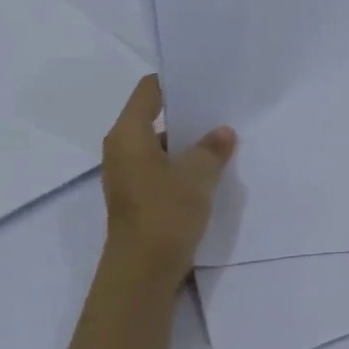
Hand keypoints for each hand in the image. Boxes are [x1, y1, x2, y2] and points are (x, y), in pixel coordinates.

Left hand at [100, 76, 236, 272]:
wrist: (142, 271)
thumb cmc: (164, 214)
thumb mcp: (197, 176)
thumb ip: (212, 149)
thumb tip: (223, 132)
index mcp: (128, 135)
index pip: (149, 91)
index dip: (175, 81)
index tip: (206, 77)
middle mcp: (122, 150)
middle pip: (155, 117)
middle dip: (189, 113)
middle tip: (224, 107)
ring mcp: (129, 174)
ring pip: (162, 145)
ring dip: (189, 142)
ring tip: (225, 138)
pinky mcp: (139, 196)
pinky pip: (163, 168)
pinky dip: (184, 164)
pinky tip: (213, 169)